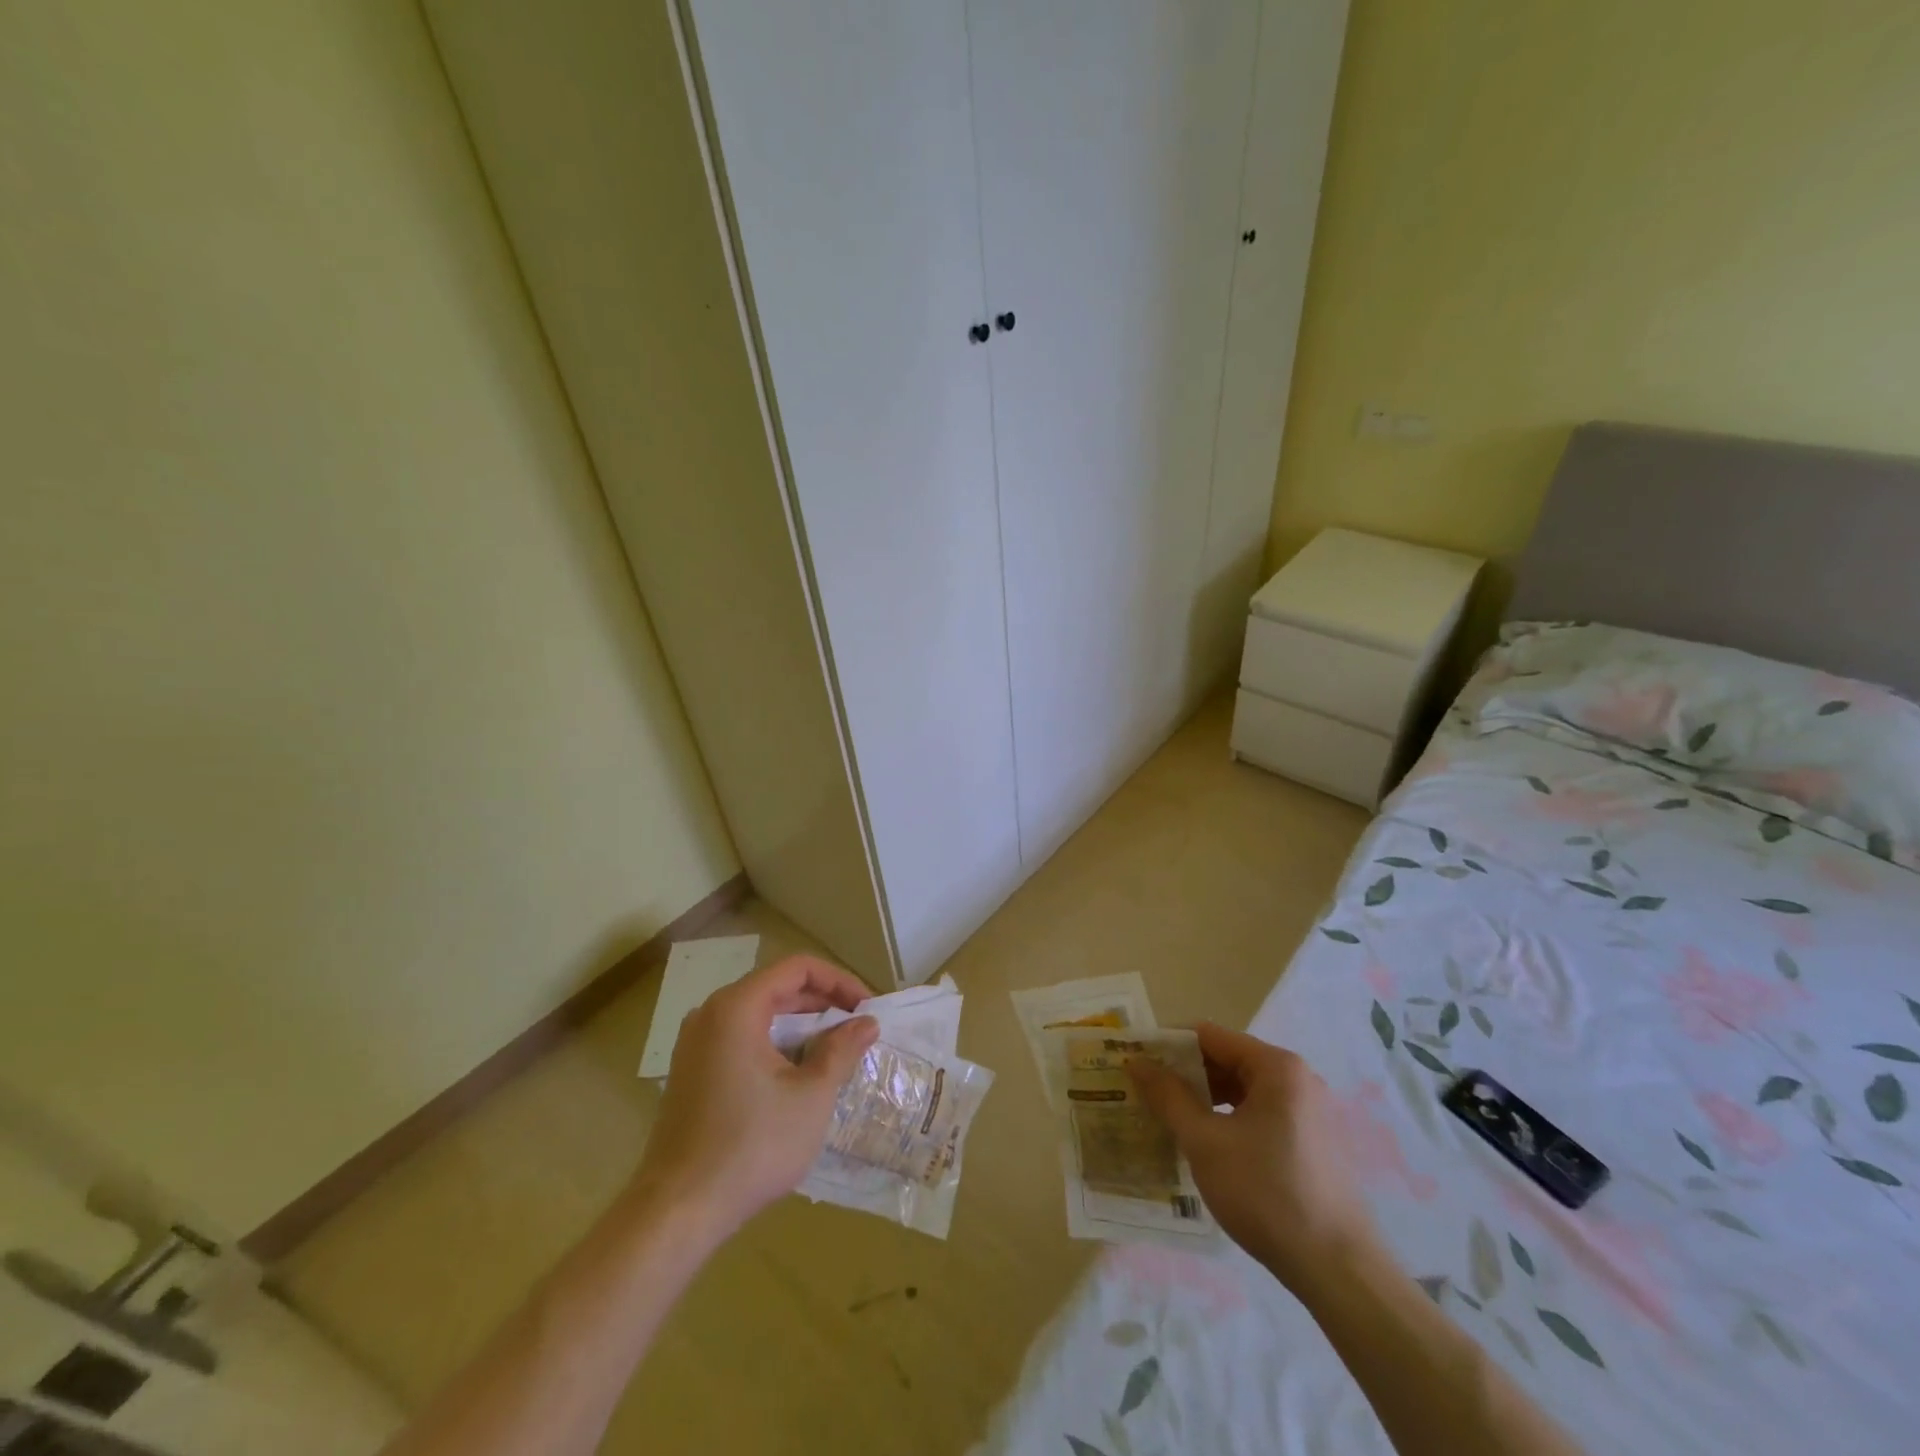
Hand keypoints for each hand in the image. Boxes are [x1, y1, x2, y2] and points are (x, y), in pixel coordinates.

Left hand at [634, 954, 877, 1235]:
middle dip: (822, 1002)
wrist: (678, 1211)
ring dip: (800, 1026)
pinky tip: (797, 1073)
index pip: (797, 968)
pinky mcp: (691, 1072)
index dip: (838, 980)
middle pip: (776, 987)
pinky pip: (740, 1039)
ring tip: (835, 1049)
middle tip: (857, 1026)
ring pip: (759, 1015)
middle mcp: (711, 1014)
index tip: (867, 1006)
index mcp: (737, 1007)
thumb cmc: (752, 1145)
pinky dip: (774, 1044)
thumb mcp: (811, 1096)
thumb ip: (841, 1050)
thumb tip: (867, 1022)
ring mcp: (695, 1044)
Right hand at [1128, 1022, 1378, 1289]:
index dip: (1168, 1045)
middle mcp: (1297, 1079)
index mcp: (1276, 1067)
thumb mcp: (1205, 1142)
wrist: (1339, 1271)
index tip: (1136, 1061)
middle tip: (1145, 1092)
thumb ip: (1168, 1097)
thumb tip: (1136, 1062)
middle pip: (1228, 1060)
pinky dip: (1229, 1120)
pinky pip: (1259, 1114)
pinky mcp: (1312, 1143)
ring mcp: (1309, 1112)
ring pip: (1243, 1090)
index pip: (1209, 1036)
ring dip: (1205, 1099)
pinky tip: (1205, 1144)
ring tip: (1167, 1118)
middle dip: (1185, 1074)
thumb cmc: (1266, 1194)